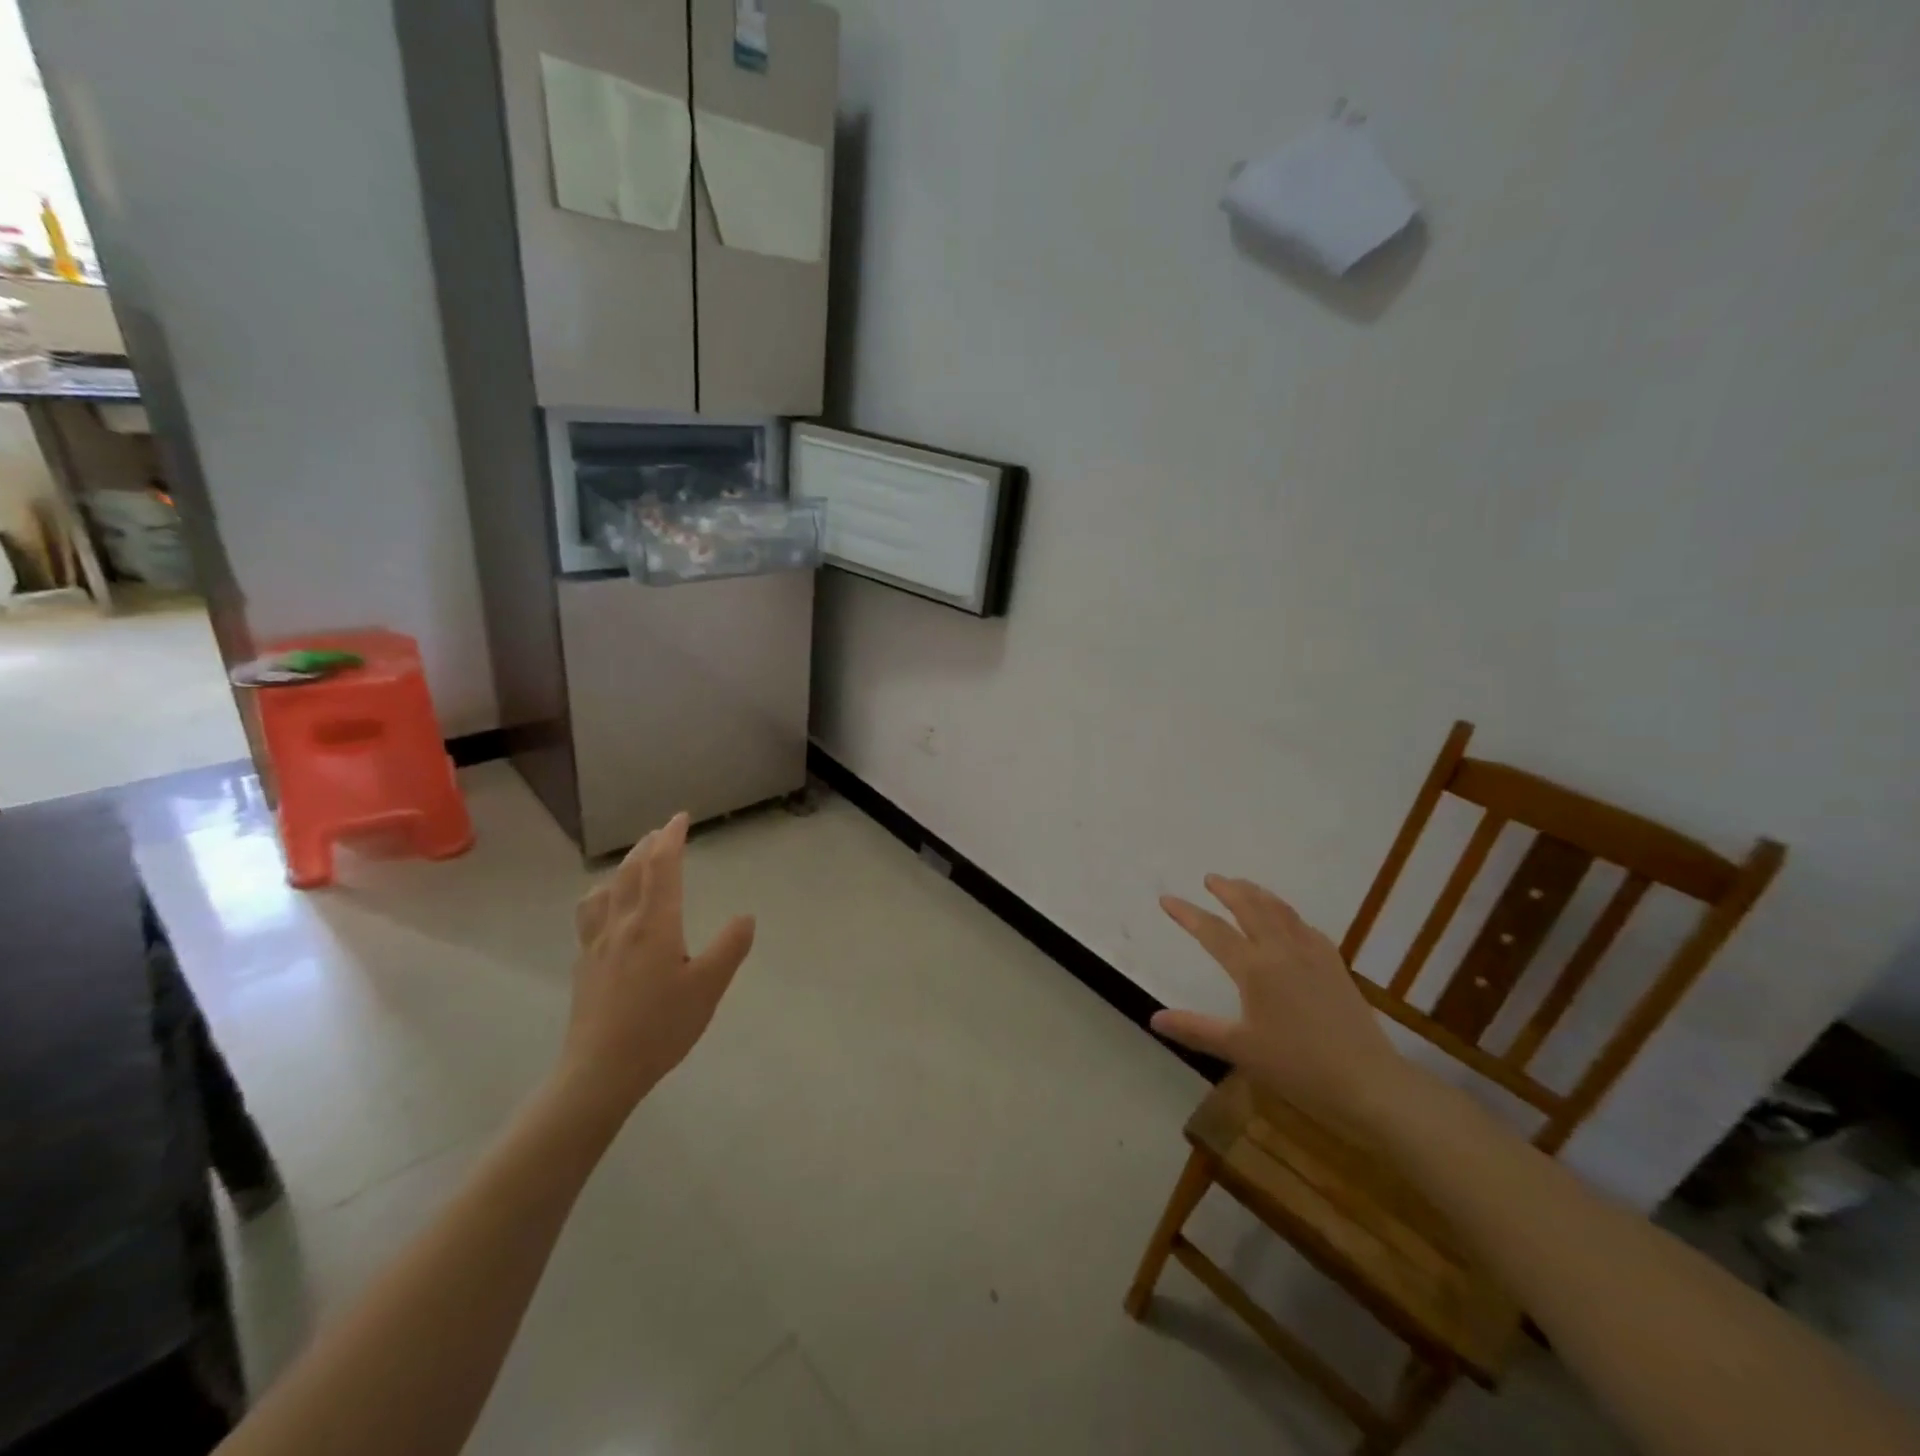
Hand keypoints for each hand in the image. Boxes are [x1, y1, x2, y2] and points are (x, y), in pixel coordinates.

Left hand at [561, 813, 755, 1116]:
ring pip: (606, 890)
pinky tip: (606, 909)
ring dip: (623, 867)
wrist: (600, 1070)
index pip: (662, 867)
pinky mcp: (585, 964)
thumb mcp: (709, 987)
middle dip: (648, 846)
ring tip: (634, 864)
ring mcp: (598, 943)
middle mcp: (622, 924)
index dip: (671, 838)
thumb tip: (745, 916)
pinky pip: (591, 913)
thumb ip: (730, 947)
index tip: (680, 818)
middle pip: (631, 872)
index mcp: (655, 924)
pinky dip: (603, 894)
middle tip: (662, 833)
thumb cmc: (660, 1027)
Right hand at [1152, 876, 1409, 1120]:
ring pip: (1281, 911)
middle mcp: (1282, 951)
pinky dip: (1288, 915)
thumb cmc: (1298, 1067)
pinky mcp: (1335, 966)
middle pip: (1251, 908)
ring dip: (1258, 894)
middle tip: (1211, 878)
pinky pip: (1306, 927)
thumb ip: (1195, 1029)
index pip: (1213, 932)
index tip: (1166, 899)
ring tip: (1244, 886)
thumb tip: (1154, 1019)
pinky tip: (1289, 922)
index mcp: (1255, 969)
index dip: (1187, 914)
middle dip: (1228, 889)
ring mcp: (1313, 955)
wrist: (1368, 1083)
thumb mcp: (1240, 1050)